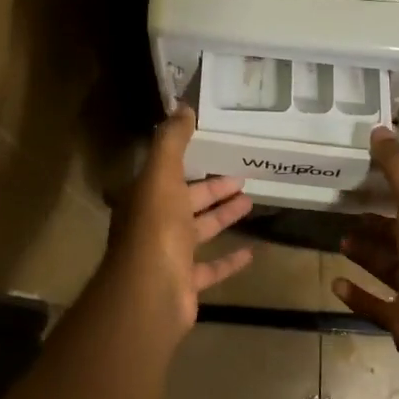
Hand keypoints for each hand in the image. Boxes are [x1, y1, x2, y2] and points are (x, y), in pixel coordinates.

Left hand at [100, 107, 254, 331]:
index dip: (191, 159)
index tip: (216, 148)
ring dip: (223, 216)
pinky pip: (210, 268)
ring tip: (251, 202)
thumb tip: (182, 106)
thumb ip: (172, 141)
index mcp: (146, 196)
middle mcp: (154, 223)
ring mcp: (169, 255)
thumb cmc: (156, 227)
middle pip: (188, 200)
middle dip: (214, 188)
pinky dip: (229, 260)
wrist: (150, 292)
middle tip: (243, 176)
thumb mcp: (162, 175)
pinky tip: (252, 252)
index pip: (169, 172)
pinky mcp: (185, 282)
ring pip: (200, 231)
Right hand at [332, 127, 398, 360]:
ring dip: (365, 253)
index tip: (367, 178)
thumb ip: (398, 167)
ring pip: (387, 265)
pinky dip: (357, 293)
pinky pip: (375, 303)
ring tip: (339, 239)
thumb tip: (379, 129)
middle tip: (346, 209)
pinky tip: (336, 283)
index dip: (396, 189)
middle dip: (375, 223)